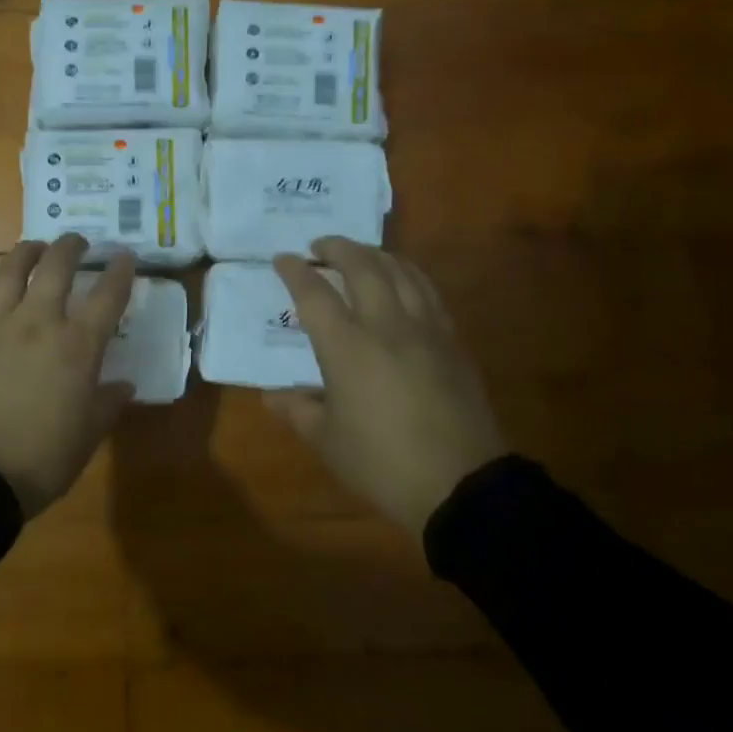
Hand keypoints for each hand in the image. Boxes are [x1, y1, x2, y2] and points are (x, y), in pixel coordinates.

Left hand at [0, 235, 135, 517]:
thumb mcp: (89, 434)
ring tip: (35, 247)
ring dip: (26, 252)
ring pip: (11, 271)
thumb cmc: (41, 459)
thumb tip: (123, 385)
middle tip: (78, 242)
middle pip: (56, 267)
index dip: (120, 271)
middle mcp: (37, 323)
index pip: (107, 296)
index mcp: (77, 346)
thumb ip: (108, 403)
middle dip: (71, 247)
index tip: (125, 256)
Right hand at [268, 238, 508, 534]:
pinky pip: (429, 292)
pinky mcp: (453, 342)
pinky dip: (409, 274)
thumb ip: (298, 410)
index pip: (315, 294)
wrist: (461, 485)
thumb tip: (271, 396)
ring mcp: (426, 330)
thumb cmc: (383, 464)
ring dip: (376, 254)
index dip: (295, 272)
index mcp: (348, 348)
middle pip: (363, 266)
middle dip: (338, 247)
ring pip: (401, 271)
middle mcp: (387, 326)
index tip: (282, 259)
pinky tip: (403, 280)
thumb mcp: (327, 441)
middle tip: (320, 246)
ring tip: (361, 254)